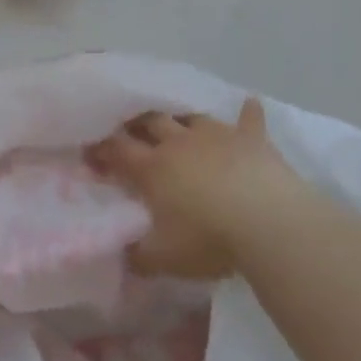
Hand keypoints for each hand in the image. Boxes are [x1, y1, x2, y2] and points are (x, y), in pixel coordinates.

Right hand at [88, 98, 298, 279]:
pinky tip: (250, 102)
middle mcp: (179, 143)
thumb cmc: (210, 240)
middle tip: (131, 129)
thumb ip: (137, 256)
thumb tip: (120, 255)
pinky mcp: (252, 140)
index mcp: (153, 167)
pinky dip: (248, 112)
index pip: (118, 149)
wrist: (268, 224)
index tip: (92, 151)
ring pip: (191, 117)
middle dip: (137, 123)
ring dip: (183, 120)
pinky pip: (249, 119)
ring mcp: (216, 136)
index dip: (102, 149)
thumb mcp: (164, 259)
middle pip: (151, 122)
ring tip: (178, 124)